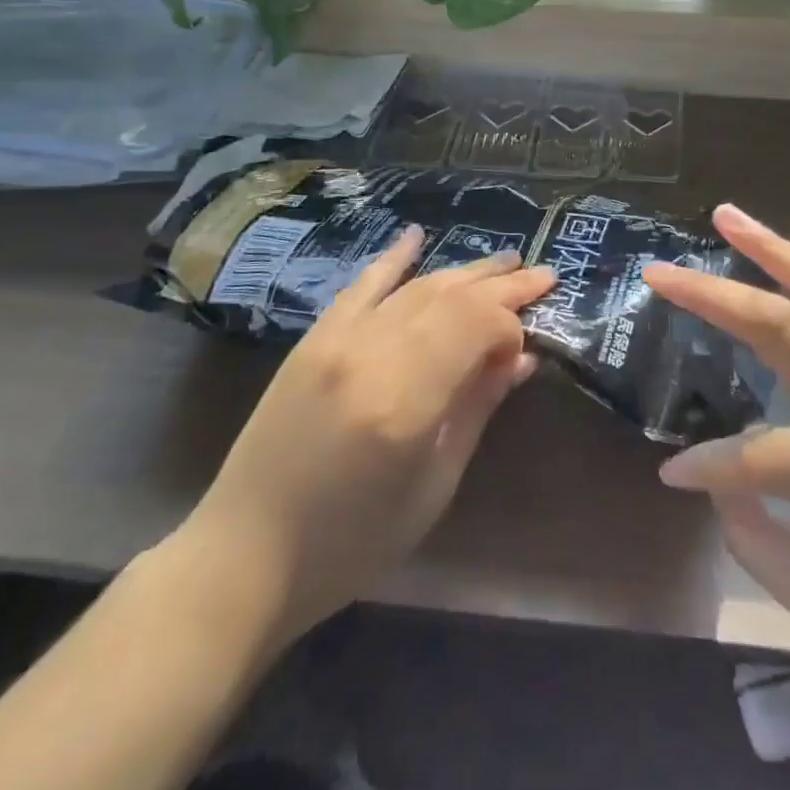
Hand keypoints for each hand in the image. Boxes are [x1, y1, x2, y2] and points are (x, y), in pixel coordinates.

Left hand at [173, 228, 553, 646]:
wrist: (245, 553)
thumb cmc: (351, 542)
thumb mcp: (432, 488)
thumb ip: (476, 411)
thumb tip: (520, 359)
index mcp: (405, 401)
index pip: (477, 326)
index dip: (511, 327)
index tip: (526, 347)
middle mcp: (372, 353)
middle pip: (452, 298)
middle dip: (502, 285)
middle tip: (543, 276)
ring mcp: (338, 339)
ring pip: (416, 287)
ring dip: (464, 272)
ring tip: (505, 263)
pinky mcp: (314, 338)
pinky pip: (361, 285)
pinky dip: (393, 258)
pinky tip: (417, 235)